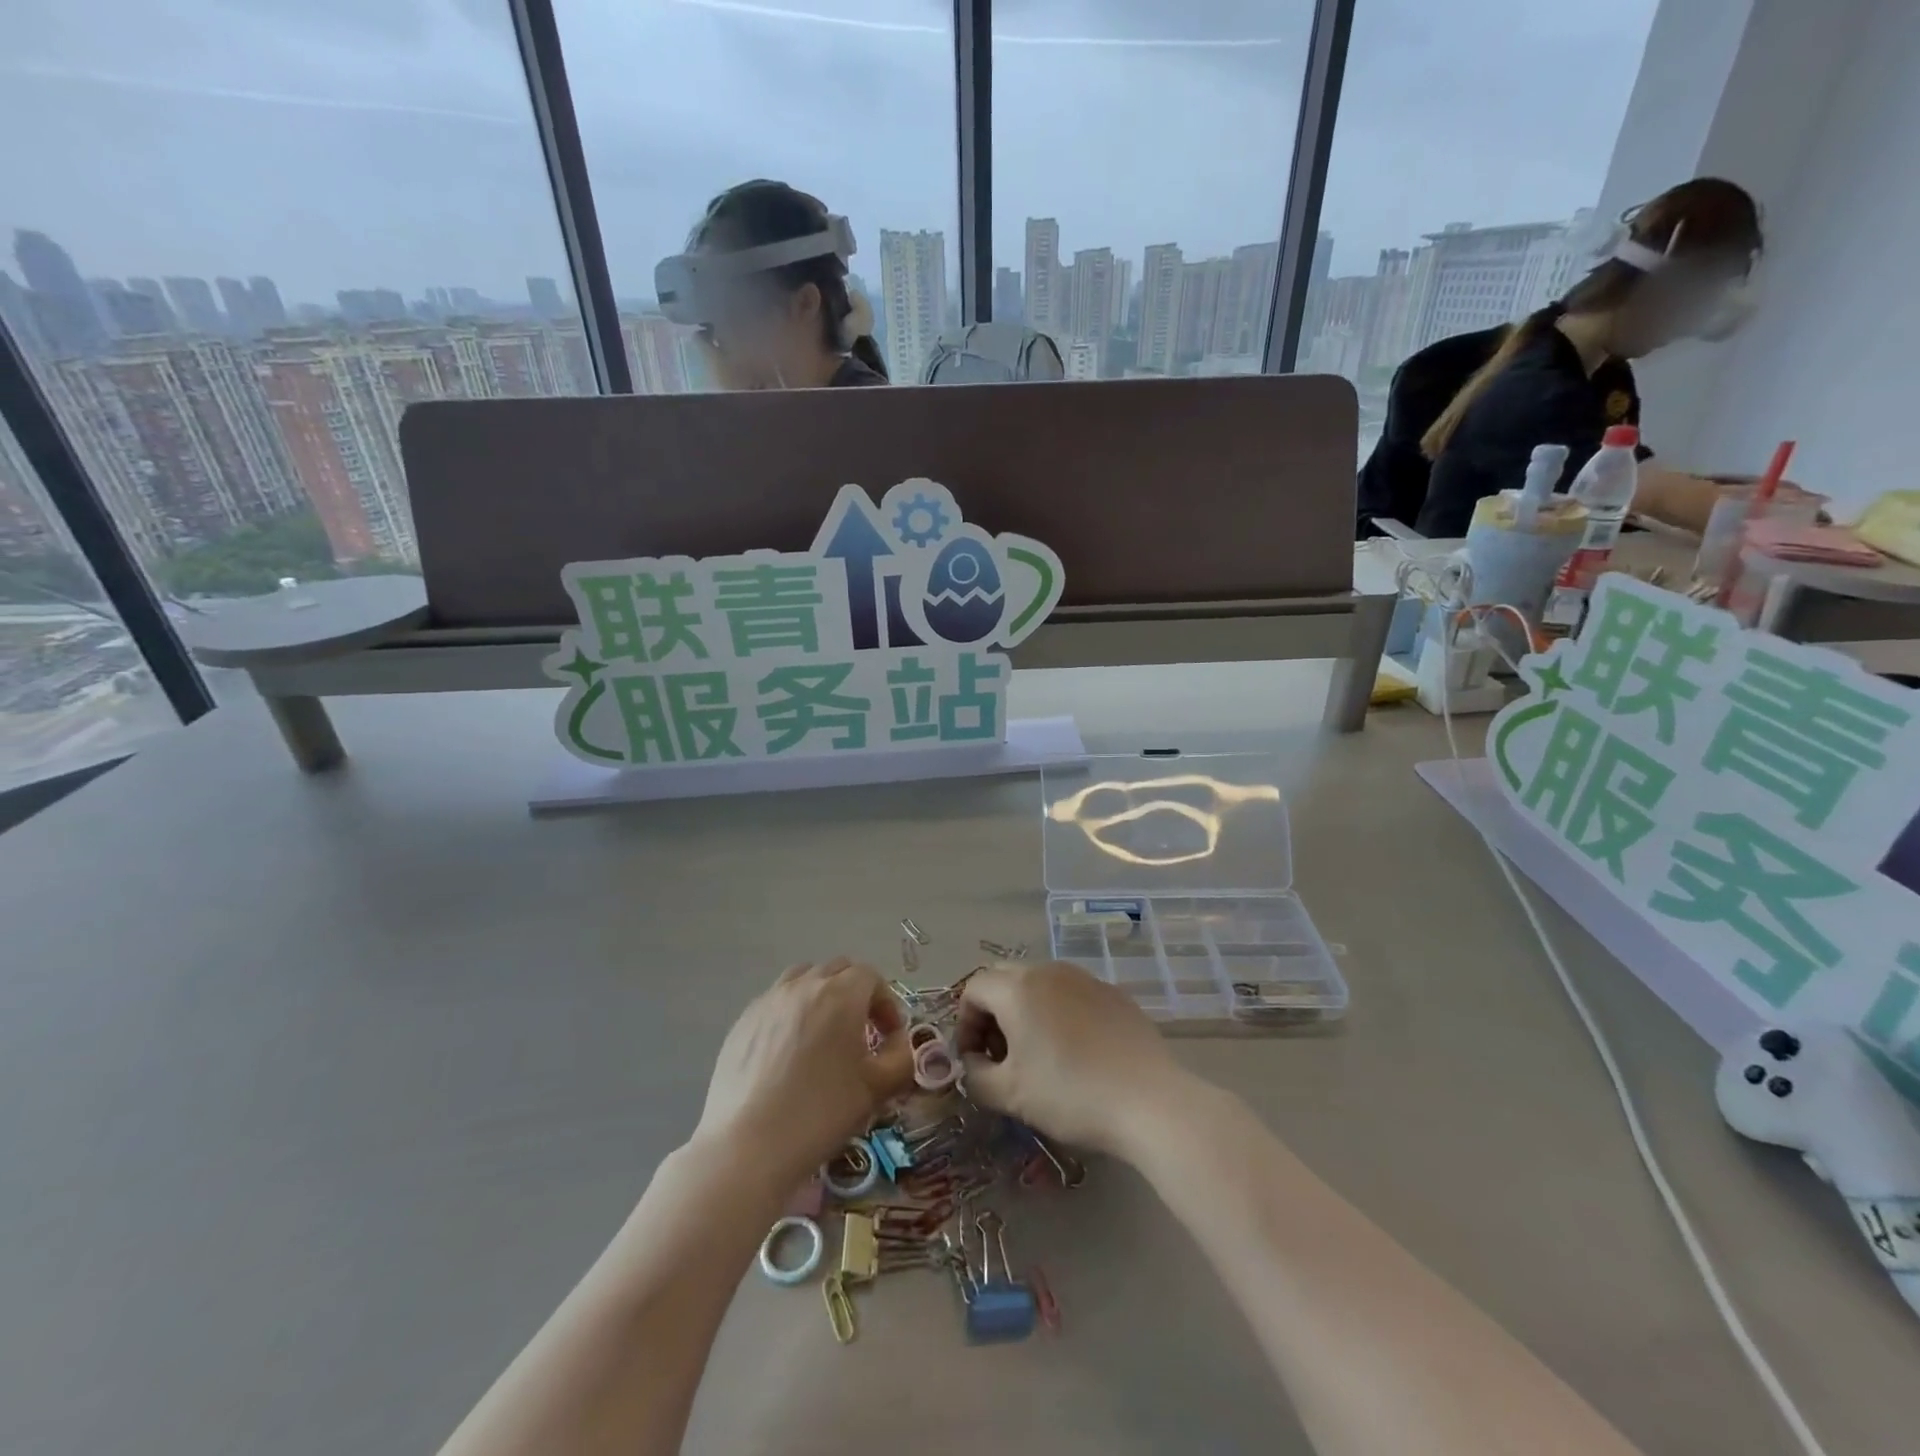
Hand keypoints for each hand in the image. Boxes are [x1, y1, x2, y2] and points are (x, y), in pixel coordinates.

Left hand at [694, 958, 912, 1185]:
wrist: (749, 1146)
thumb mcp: (877, 1089)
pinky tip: (788, 1052)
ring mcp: (769, 1000)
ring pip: (803, 978)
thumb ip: (901, 1058)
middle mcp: (804, 985)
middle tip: (860, 1033)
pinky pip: (776, 1001)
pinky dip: (791, 1012)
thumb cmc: (821, 1113)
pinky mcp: (743, 1020)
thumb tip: (898, 1043)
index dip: (886, 1003)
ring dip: (821, 996)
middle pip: (838, 970)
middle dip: (856, 993)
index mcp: (841, 994)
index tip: (888, 1037)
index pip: (871, 976)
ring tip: (823, 1035)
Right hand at [956, 961, 1188, 1156]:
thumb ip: (975, 1075)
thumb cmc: (1070, 1094)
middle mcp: (1049, 970)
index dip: (964, 1023)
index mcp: (1018, 988)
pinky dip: (1059, 1013)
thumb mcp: (1009, 1095)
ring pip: (1039, 983)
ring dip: (1025, 1010)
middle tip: (1000, 1054)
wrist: (1149, 1100)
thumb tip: (973, 1063)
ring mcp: (1085, 978)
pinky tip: (1075, 1052)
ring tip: (1036, 1054)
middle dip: (992, 1013)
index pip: (974, 989)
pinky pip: (1071, 994)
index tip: (973, 1059)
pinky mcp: (1113, 993)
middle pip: (1004, 978)